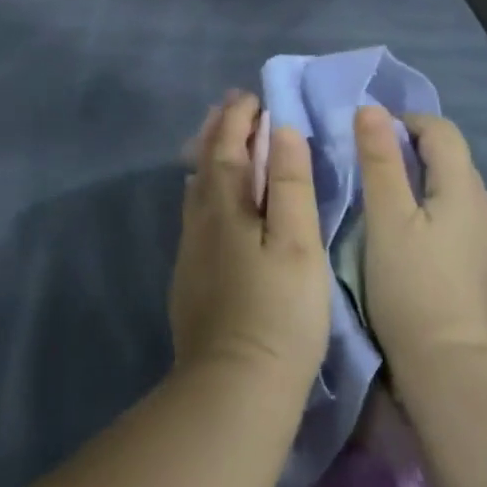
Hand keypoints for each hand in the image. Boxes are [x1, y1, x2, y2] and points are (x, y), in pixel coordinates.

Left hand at [170, 92, 330, 397]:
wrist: (233, 389)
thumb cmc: (279, 313)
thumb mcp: (297, 244)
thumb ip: (288, 184)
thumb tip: (282, 130)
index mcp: (225, 205)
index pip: (229, 146)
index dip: (240, 118)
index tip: (253, 96)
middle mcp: (200, 219)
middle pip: (205, 162)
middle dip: (220, 130)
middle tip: (232, 107)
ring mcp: (190, 251)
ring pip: (196, 187)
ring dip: (209, 156)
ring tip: (220, 142)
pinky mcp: (189, 278)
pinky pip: (195, 213)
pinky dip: (205, 189)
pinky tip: (211, 202)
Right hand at [354, 107, 486, 379]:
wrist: (451, 371)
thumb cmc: (412, 287)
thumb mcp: (385, 218)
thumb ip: (379, 160)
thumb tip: (371, 109)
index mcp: (464, 189)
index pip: (441, 130)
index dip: (404, 122)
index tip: (367, 136)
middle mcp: (484, 208)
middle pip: (450, 157)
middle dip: (410, 149)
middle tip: (367, 165)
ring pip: (452, 189)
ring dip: (419, 180)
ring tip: (380, 198)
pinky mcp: (480, 267)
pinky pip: (455, 217)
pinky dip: (428, 209)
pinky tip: (405, 235)